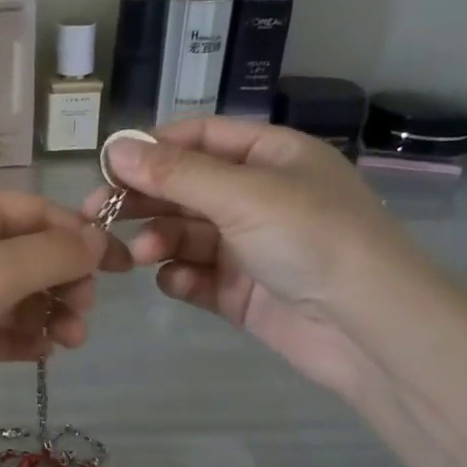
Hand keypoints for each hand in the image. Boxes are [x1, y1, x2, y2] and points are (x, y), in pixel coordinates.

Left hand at [0, 188, 130, 436]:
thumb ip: (53, 254)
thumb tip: (99, 238)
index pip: (38, 213)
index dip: (81, 236)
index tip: (122, 267)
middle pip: (31, 256)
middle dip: (64, 282)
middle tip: (82, 314)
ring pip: (17, 296)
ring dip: (49, 314)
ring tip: (69, 340)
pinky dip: (22, 338)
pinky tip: (43, 353)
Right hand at [85, 118, 431, 397]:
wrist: (368, 328)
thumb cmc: (312, 239)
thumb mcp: (242, 195)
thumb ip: (175, 173)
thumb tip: (114, 147)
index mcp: (271, 157)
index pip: (199, 139)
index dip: (152, 149)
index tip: (107, 166)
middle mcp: (258, 196)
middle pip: (185, 188)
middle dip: (143, 199)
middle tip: (97, 213)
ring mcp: (249, 246)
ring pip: (185, 234)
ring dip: (158, 240)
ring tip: (139, 255)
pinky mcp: (241, 291)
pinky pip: (196, 275)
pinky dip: (179, 277)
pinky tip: (174, 282)